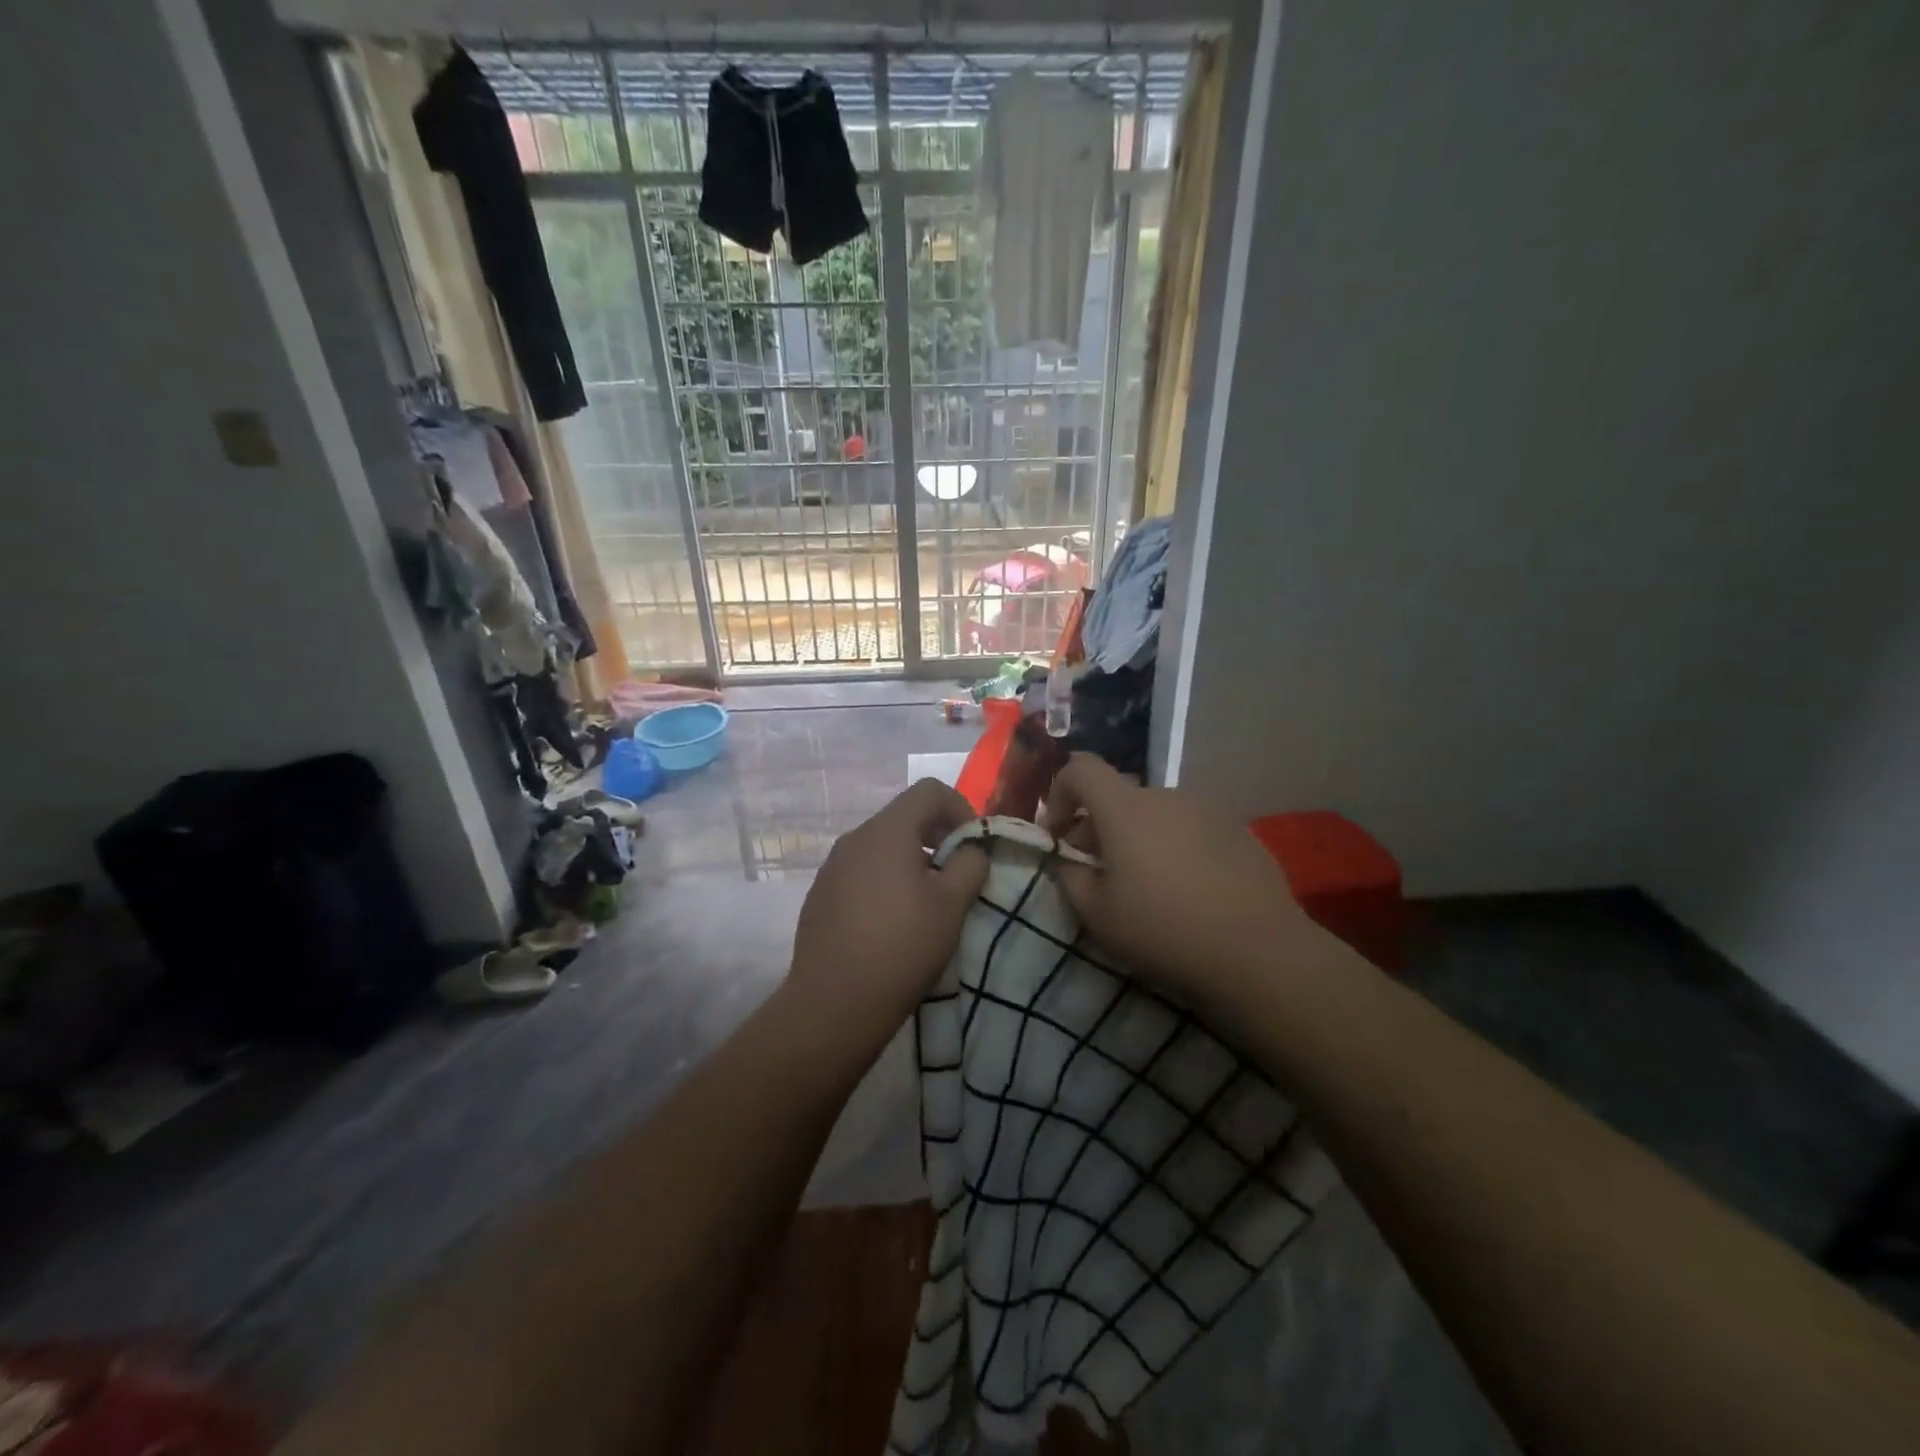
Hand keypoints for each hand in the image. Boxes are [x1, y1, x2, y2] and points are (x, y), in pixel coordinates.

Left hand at [789, 779, 988, 1040]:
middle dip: (938, 836)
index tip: (974, 847)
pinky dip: (886, 880)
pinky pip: (862, 871)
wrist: (833, 1004)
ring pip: (882, 846)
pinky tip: (893, 922)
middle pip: (904, 817)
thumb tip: (971, 850)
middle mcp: (854, 839)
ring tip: (929, 902)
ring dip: (913, 861)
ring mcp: (832, 867)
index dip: (961, 808)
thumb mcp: (951, 905)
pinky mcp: (821, 895)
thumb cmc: (901, 948)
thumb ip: (970, 864)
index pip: (929, 790)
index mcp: (886, 832)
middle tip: (958, 875)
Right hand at [1041, 755, 1314, 1000]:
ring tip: (1148, 885)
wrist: (1258, 951)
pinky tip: (1188, 890)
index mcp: (1126, 809)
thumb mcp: (1097, 915)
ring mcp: (1208, 809)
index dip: (1059, 793)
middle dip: (1099, 828)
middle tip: (1099, 873)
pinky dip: (1175, 847)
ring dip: (1139, 838)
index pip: (1081, 768)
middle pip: (1119, 798)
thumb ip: (1070, 877)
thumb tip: (1068, 861)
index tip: (1058, 835)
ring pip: (1156, 814)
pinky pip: (1190, 828)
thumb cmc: (1164, 930)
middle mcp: (1166, 796)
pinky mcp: (1239, 829)